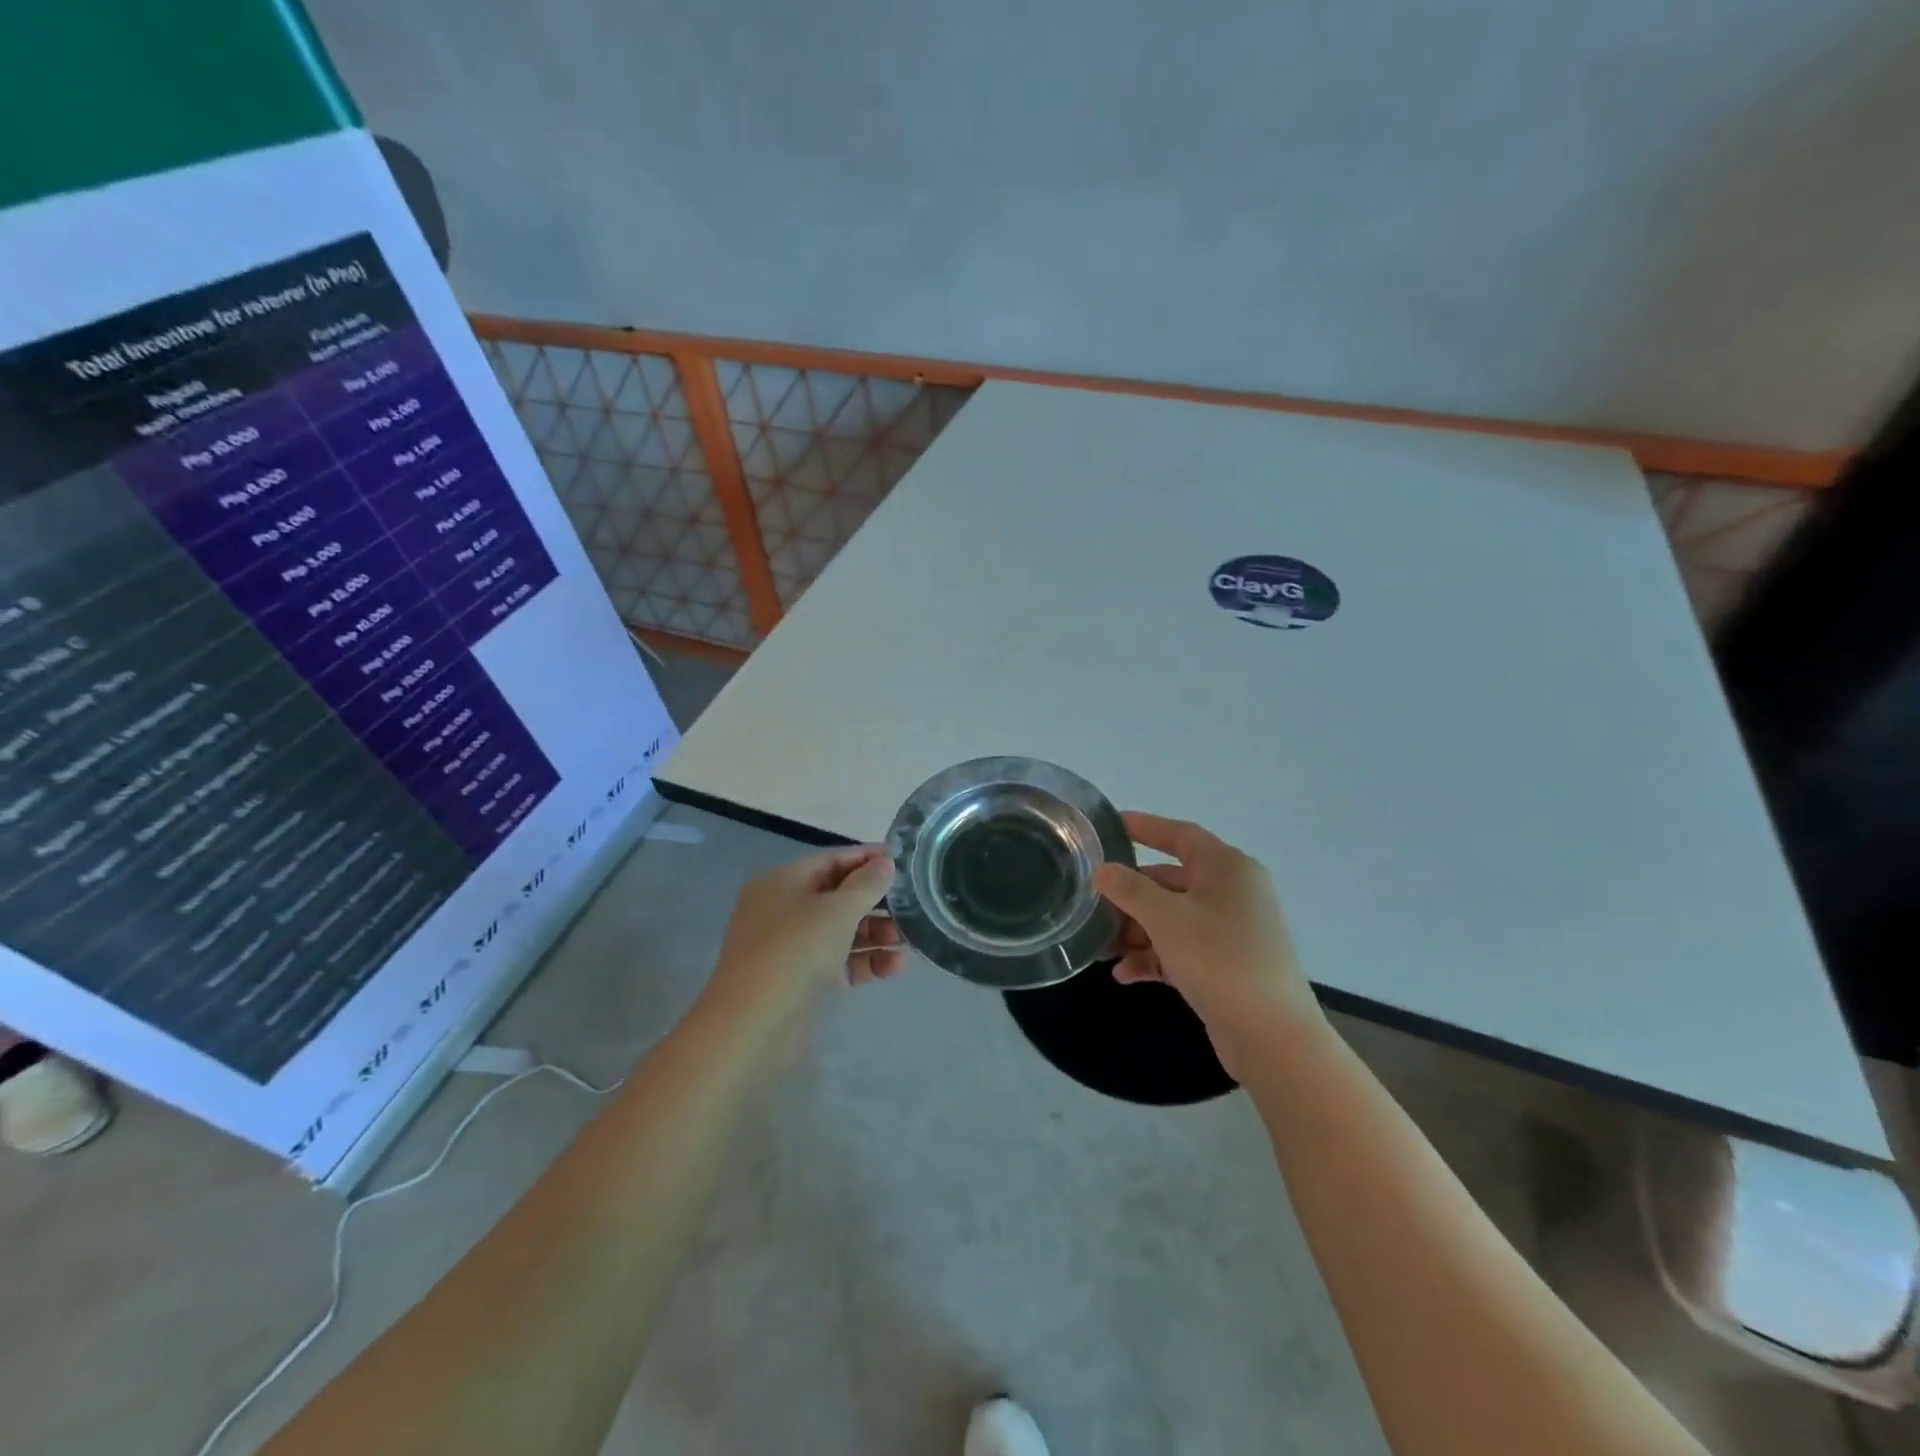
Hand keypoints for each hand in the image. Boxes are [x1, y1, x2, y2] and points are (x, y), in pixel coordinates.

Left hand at [705, 845, 904, 1019]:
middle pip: (839, 896)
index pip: (832, 860)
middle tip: (913, 906)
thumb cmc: (795, 950)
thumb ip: (867, 884)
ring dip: (876, 934)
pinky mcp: (801, 980)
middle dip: (877, 902)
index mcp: (783, 881)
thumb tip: (885, 863)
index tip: (904, 862)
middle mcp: (783, 909)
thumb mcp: (837, 910)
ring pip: (841, 931)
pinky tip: (895, 966)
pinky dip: (865, 961)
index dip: (868, 859)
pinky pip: (839, 961)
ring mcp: (791, 947)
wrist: (754, 1025)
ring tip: (909, 941)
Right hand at [1092, 812, 1322, 1076]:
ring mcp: (1231, 930)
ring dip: (1137, 931)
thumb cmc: (1218, 959)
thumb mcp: (1166, 918)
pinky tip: (1124, 975)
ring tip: (1102, 948)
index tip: (1111, 825)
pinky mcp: (1226, 964)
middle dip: (1131, 896)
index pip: (1180, 835)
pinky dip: (1154, 957)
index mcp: (1227, 868)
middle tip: (1094, 904)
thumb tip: (1104, 871)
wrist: (1270, 1035)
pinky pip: (1181, 948)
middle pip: (1170, 881)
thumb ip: (1129, 889)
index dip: (1145, 827)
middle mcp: (1232, 892)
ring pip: (1173, 918)